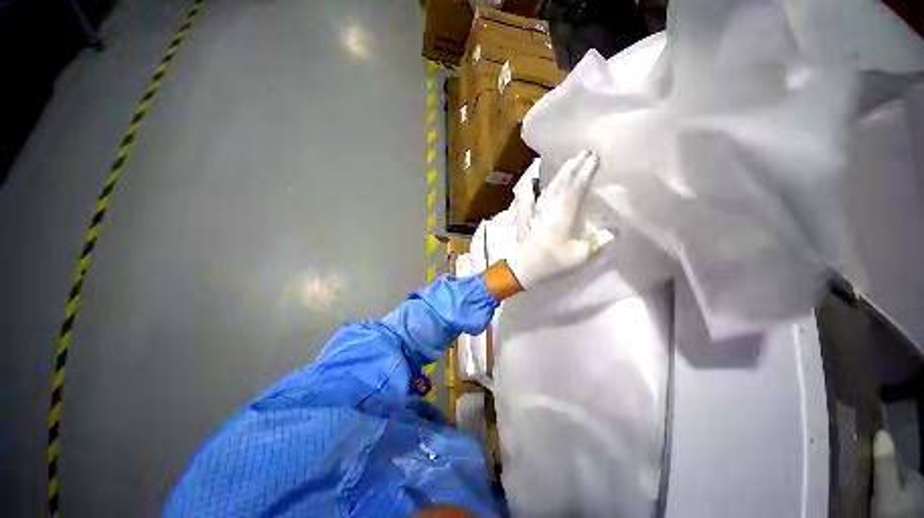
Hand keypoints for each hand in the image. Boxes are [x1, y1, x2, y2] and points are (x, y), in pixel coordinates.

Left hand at [507, 150, 601, 288]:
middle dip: (574, 166)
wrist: (523, 267)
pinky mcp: (529, 215)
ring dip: (560, 173)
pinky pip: (534, 196)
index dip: (585, 172)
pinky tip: (539, 180)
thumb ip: (596, 243)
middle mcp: (549, 208)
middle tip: (585, 153)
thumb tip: (611, 232)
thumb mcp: (578, 257)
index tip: (594, 158)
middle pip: (562, 183)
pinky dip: (539, 186)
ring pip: (550, 187)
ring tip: (570, 162)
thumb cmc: (550, 262)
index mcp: (562, 215)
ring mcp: (537, 210)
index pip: (575, 188)